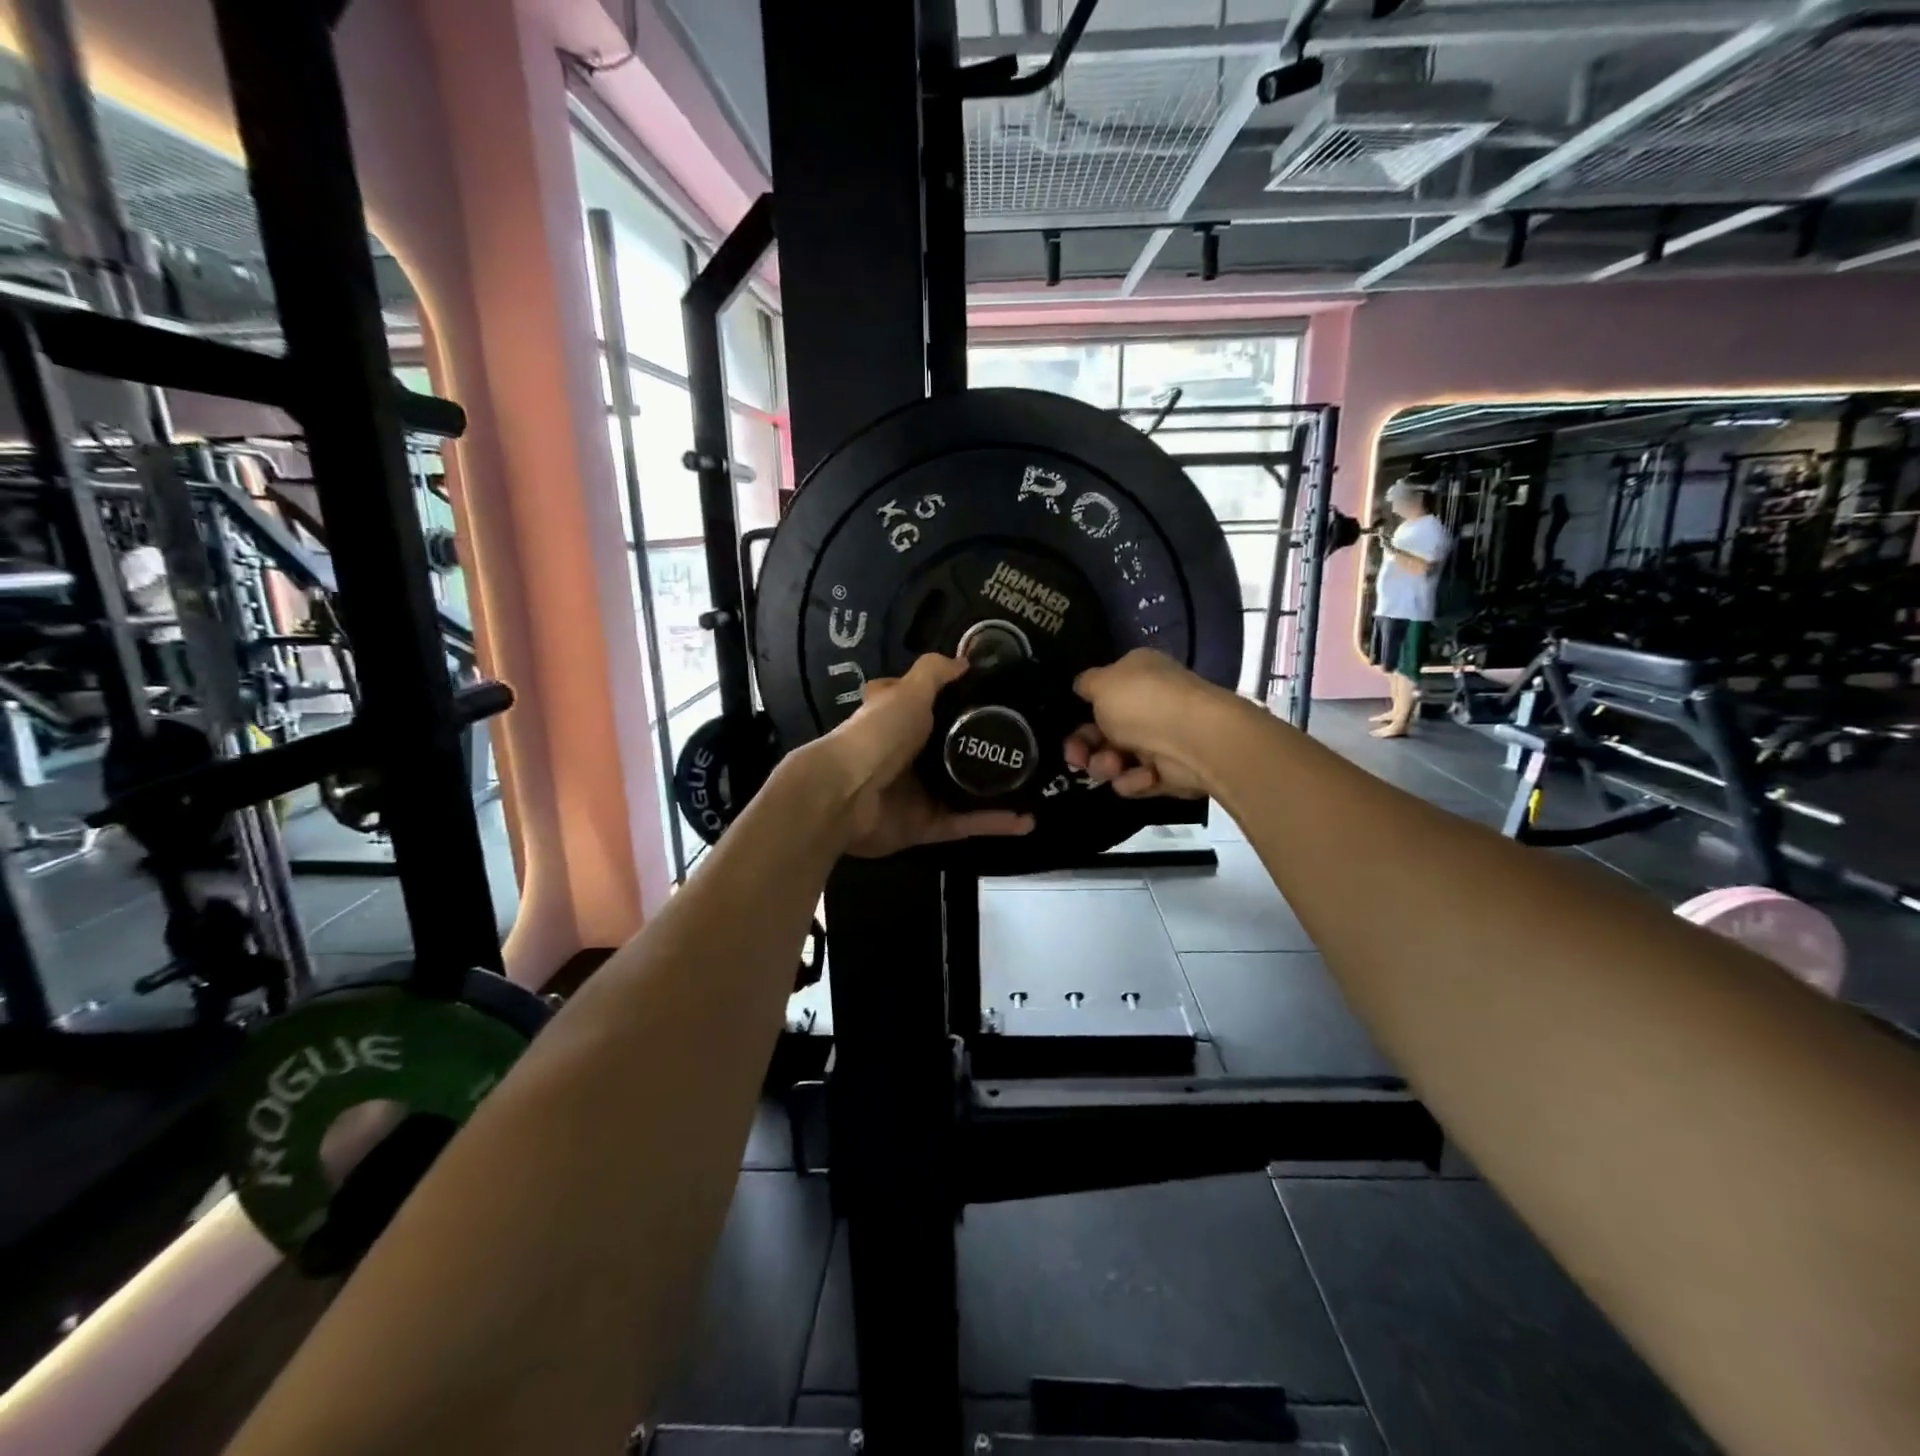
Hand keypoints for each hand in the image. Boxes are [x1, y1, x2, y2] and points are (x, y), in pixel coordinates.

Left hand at [813, 654, 1033, 857]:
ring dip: (997, 790)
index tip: (998, 700)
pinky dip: (994, 824)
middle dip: (986, 749)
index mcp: (899, 721)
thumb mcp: (908, 691)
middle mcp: (908, 756)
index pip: (928, 706)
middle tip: (1030, 743)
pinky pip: (966, 824)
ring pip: (965, 791)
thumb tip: (965, 660)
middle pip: (952, 750)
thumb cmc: (877, 734)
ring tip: (1037, 784)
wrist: (846, 795)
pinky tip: (1027, 821)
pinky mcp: (926, 826)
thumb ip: (934, 674)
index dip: (956, 700)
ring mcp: (917, 794)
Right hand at [1064, 648, 1244, 799]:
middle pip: (1103, 731)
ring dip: (1106, 765)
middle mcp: (1149, 704)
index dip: (1080, 711)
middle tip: (1075, 759)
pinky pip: (1137, 780)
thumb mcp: (1101, 683)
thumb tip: (1082, 686)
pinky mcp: (1168, 772)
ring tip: (1112, 766)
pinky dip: (1134, 781)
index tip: (1066, 726)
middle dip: (1085, 747)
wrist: (1194, 739)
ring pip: (1116, 758)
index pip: (1103, 693)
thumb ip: (1086, 684)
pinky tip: (1142, 776)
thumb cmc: (1142, 702)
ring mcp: (1160, 738)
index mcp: (1138, 674)